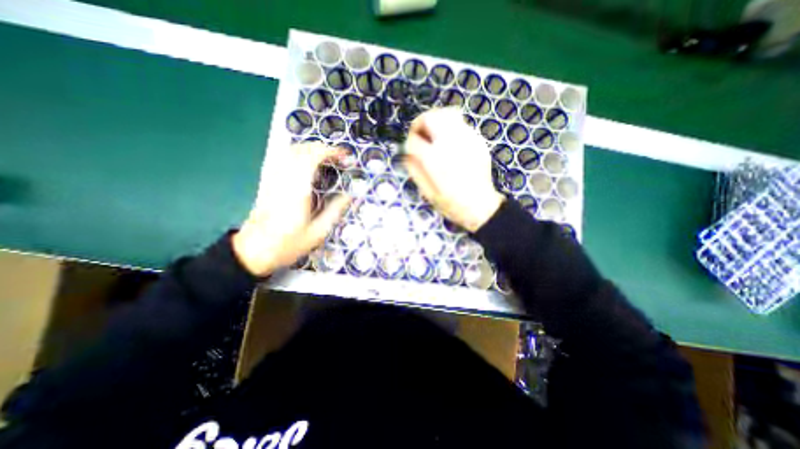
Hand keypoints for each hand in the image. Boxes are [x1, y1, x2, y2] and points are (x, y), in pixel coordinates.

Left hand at [235, 144, 351, 275]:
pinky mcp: (268, 182)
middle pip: (302, 149)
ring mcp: (273, 179)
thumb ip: (335, 211)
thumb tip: (350, 196)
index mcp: (298, 190)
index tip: (345, 156)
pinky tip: (307, 162)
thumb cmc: (288, 244)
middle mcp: (284, 179)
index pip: (312, 158)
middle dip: (323, 148)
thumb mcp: (318, 233)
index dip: (330, 151)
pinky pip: (282, 158)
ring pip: (290, 151)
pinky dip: (298, 154)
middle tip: (340, 158)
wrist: (254, 251)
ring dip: (311, 149)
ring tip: (327, 158)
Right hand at [404, 105, 500, 229]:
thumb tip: (407, 154)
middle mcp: (451, 144)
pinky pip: (461, 123)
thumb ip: (414, 170)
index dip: (408, 141)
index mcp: (435, 160)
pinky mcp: (478, 141)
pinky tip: (450, 142)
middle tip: (420, 134)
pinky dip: (451, 127)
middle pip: (431, 117)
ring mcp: (467, 139)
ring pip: (448, 113)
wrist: (479, 206)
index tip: (409, 148)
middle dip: (421, 123)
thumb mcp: (427, 192)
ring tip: (434, 134)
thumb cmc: (451, 203)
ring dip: (436, 120)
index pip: (414, 139)